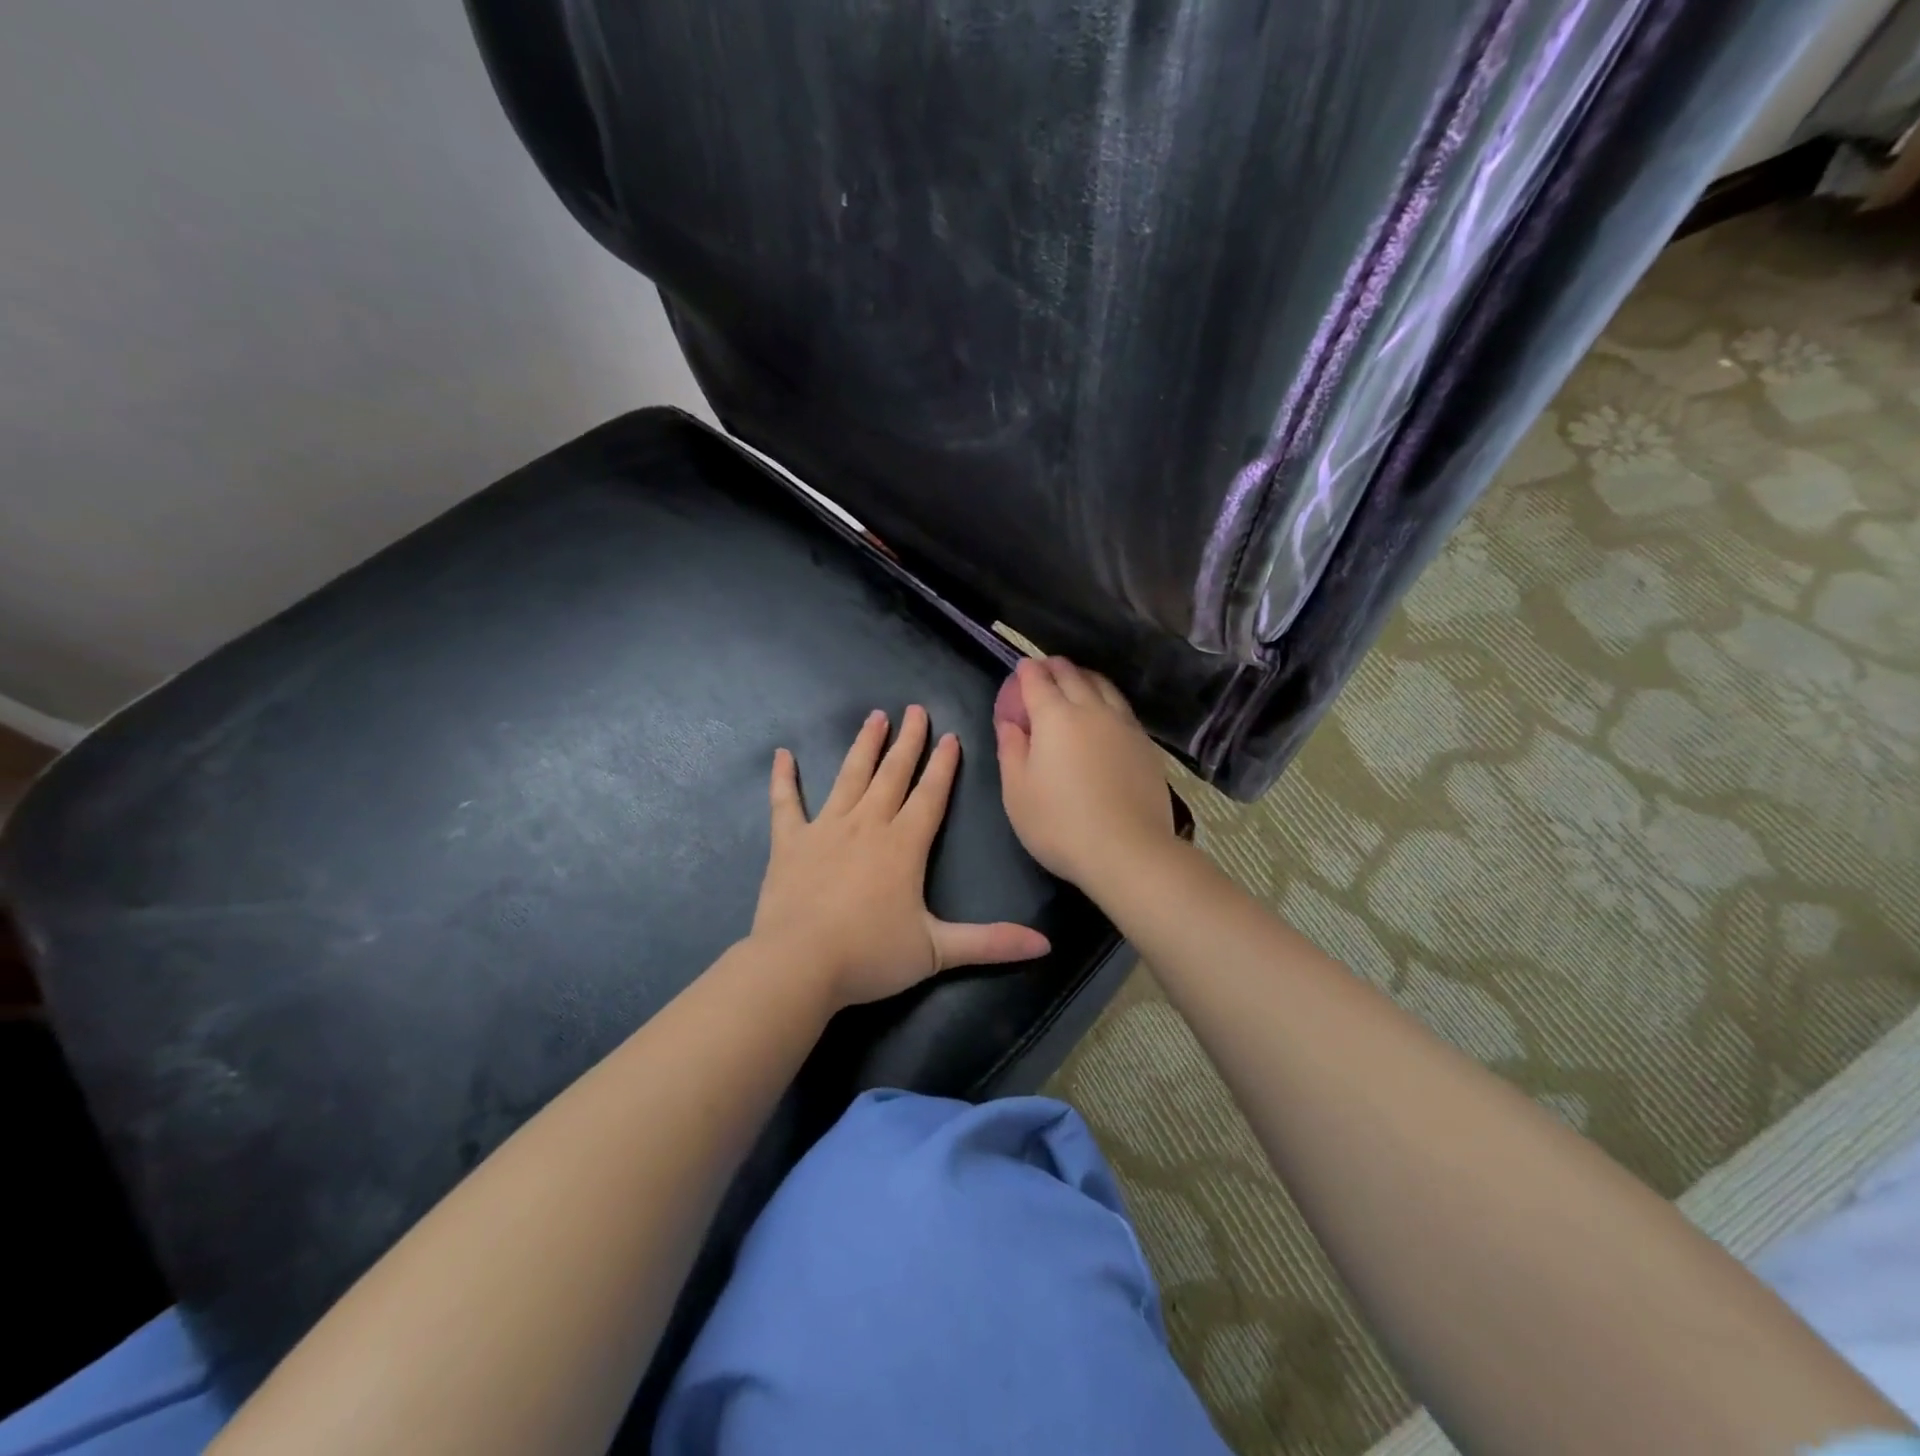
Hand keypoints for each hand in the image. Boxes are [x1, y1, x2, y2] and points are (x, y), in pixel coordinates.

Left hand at [752, 705, 1051, 1009]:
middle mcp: (867, 824)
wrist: (798, 965)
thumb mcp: (938, 952)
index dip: (943, 766)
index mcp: (904, 844)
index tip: (951, 736)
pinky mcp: (790, 842)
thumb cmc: (869, 956)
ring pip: (850, 776)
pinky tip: (783, 755)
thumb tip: (1046, 945)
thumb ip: (991, 943)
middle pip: (893, 774)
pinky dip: (784, 778)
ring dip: (864, 746)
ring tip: (875, 717)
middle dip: (908, 741)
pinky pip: (786, 802)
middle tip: (915, 710)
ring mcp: (825, 828)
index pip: (931, 795)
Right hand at [994, 657, 1177, 895]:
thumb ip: (1011, 750)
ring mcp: (1124, 725)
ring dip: (1085, 677)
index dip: (1027, 672)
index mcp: (1055, 717)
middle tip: (1045, 668)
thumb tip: (1010, 723)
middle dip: (1055, 667)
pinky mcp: (1145, 745)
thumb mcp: (1017, 792)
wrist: (1127, 850)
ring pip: (1104, 687)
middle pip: (1073, 676)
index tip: (1022, 668)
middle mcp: (1092, 710)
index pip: (1038, 681)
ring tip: (1077, 680)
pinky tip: (1106, 712)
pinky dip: (1107, 698)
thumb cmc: (1059, 824)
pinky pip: (1122, 708)